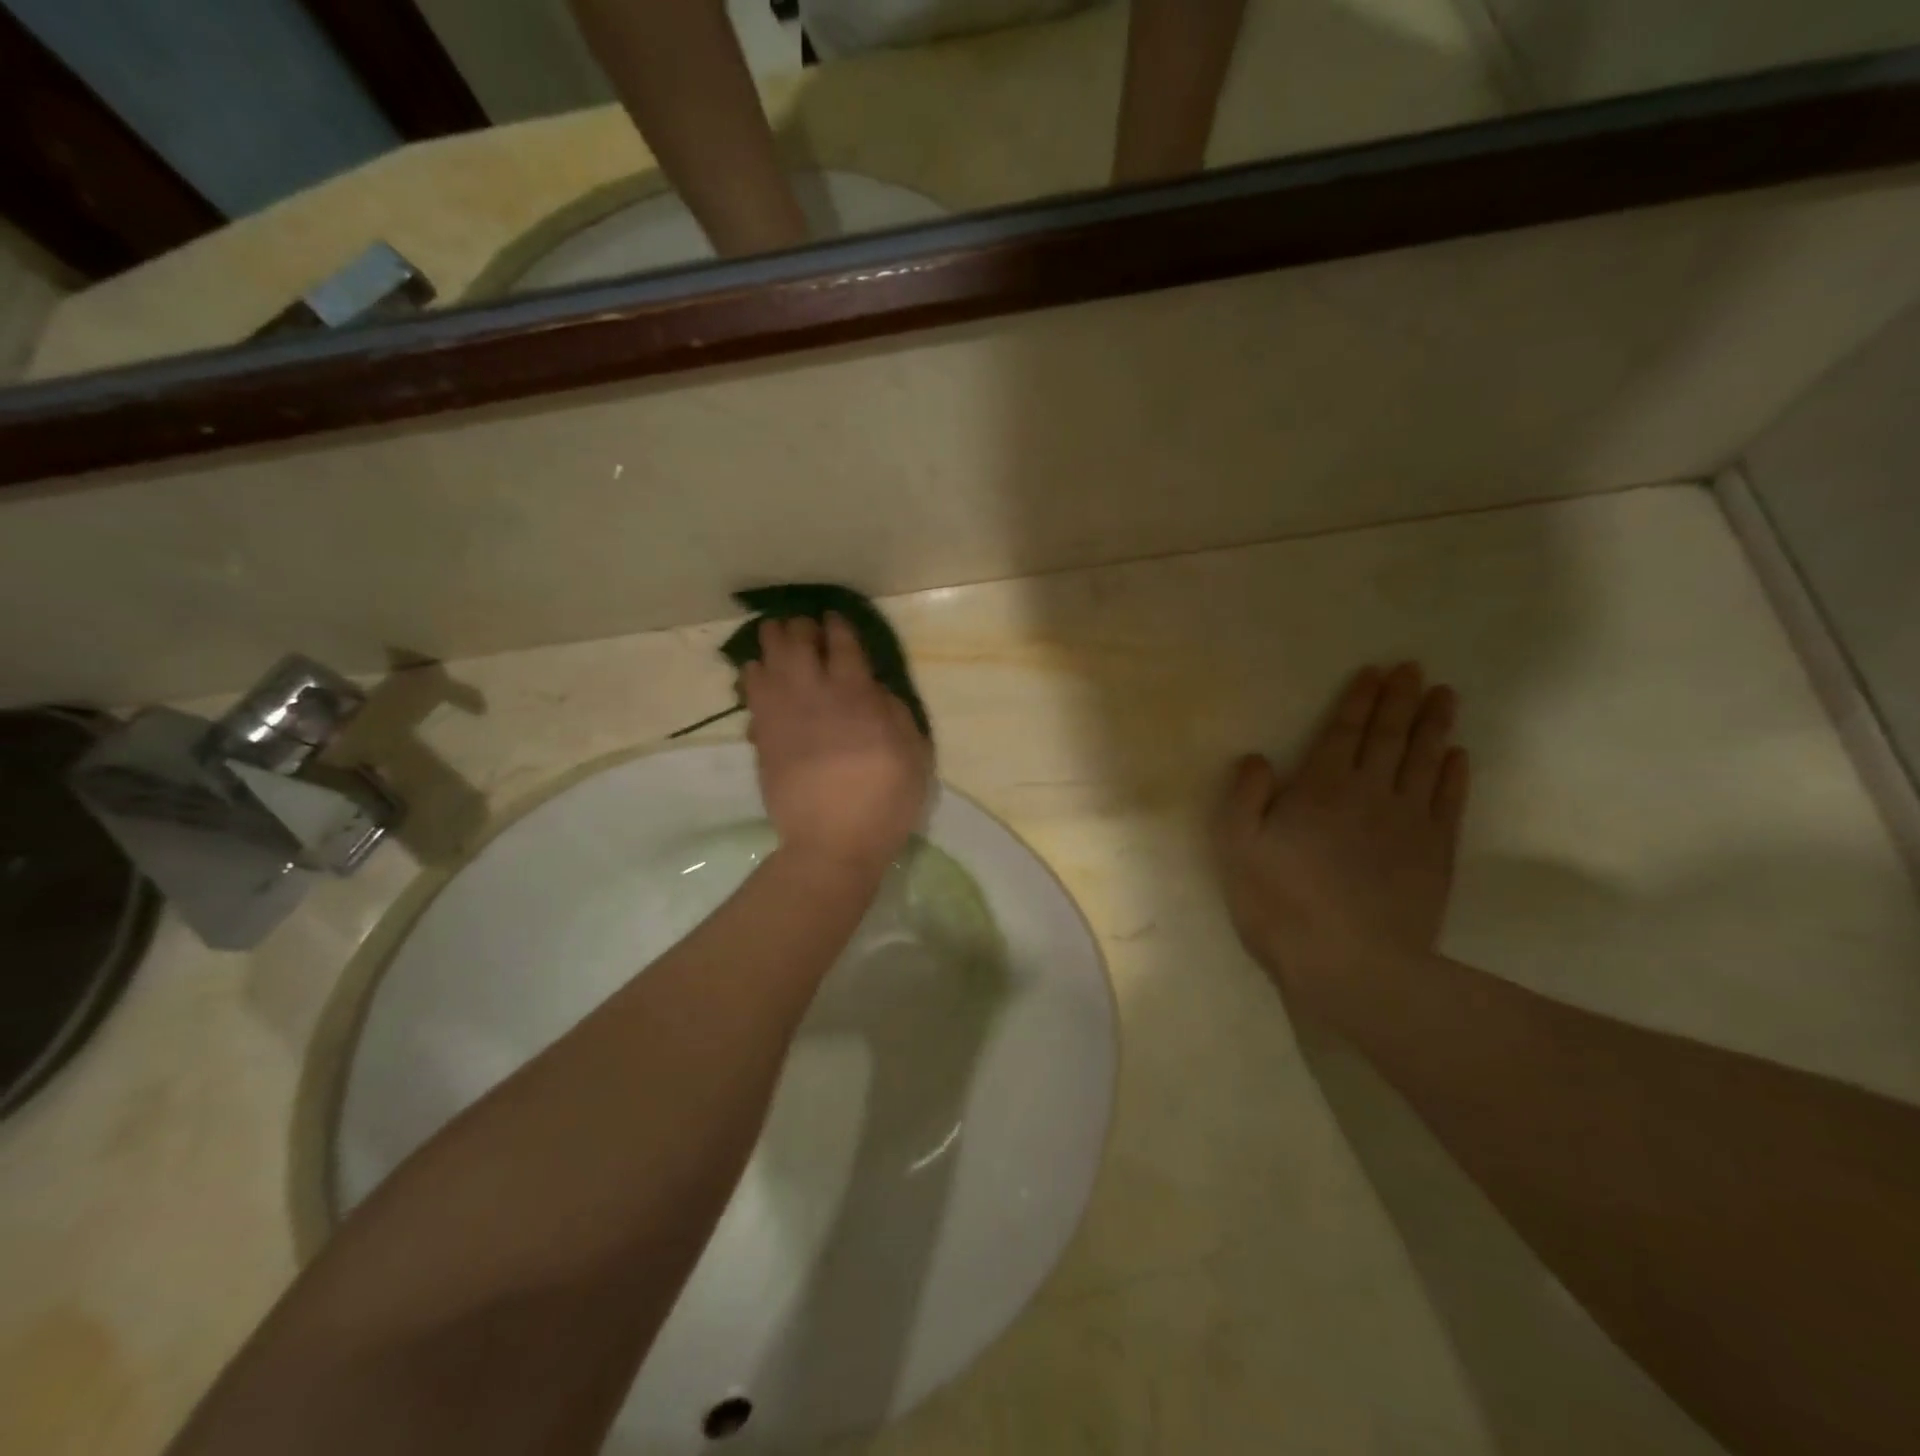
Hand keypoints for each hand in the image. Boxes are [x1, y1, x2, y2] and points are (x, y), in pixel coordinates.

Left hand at [743, 614, 931, 874]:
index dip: (837, 625)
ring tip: (776, 640)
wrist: (832, 843)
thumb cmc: (885, 800)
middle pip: (797, 641)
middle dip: (800, 627)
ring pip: (766, 659)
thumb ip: (895, 711)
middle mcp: (814, 692)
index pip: (842, 643)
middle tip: (804, 629)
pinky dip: (753, 676)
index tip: (834, 618)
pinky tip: (759, 676)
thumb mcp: (914, 753)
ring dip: (772, 643)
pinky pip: (750, 692)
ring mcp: (782, 713)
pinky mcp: (762, 735)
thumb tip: (874, 688)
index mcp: (856, 694)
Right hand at [1211, 664, 1469, 1025]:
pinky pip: (1448, 801)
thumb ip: (1245, 796)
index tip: (1378, 672)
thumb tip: (1258, 757)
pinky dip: (1453, 774)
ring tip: (1445, 696)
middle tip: (1416, 669)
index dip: (1360, 700)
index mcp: (1321, 788)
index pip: (1344, 732)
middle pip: (1389, 737)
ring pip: (1424, 761)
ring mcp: (1409, 822)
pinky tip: (1457, 756)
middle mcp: (1370, 792)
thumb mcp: (1237, 847)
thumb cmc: (1281, 902)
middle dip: (1401, 700)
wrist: (1352, 964)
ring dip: (1434, 726)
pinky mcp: (1435, 853)